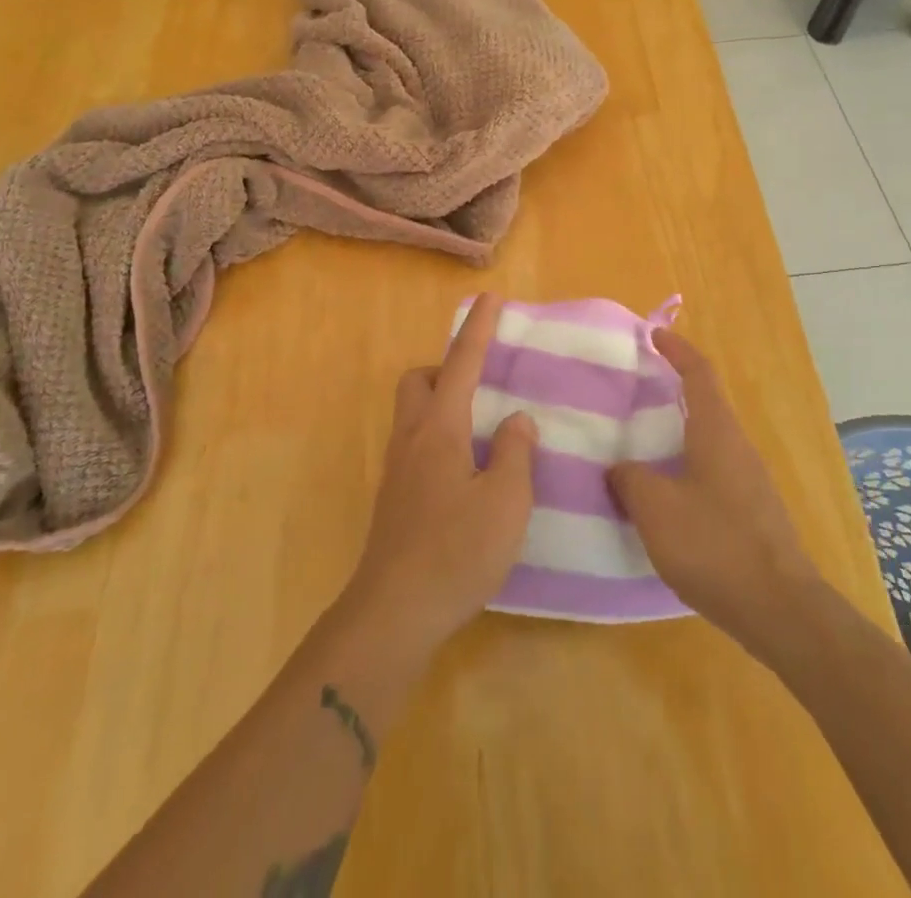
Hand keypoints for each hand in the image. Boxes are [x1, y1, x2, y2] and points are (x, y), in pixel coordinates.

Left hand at [345, 295, 537, 652]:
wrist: (394, 613)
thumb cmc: (456, 552)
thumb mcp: (506, 502)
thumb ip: (516, 453)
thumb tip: (516, 419)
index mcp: (440, 429)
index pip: (461, 364)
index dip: (478, 328)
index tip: (490, 298)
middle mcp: (412, 439)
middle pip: (419, 381)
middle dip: (446, 369)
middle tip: (483, 386)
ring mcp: (397, 469)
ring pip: (413, 413)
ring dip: (442, 404)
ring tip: (482, 429)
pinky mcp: (395, 498)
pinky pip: (416, 443)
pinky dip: (440, 436)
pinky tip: (468, 471)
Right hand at [608, 328, 820, 648]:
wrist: (780, 609)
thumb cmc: (715, 545)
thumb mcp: (656, 508)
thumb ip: (630, 480)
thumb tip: (620, 469)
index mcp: (716, 432)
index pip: (699, 373)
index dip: (677, 349)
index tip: (653, 335)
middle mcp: (736, 447)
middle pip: (705, 404)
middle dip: (672, 391)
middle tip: (633, 393)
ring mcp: (748, 481)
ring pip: (707, 441)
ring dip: (676, 434)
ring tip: (638, 445)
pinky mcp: (750, 512)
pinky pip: (710, 473)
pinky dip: (683, 468)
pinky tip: (661, 495)